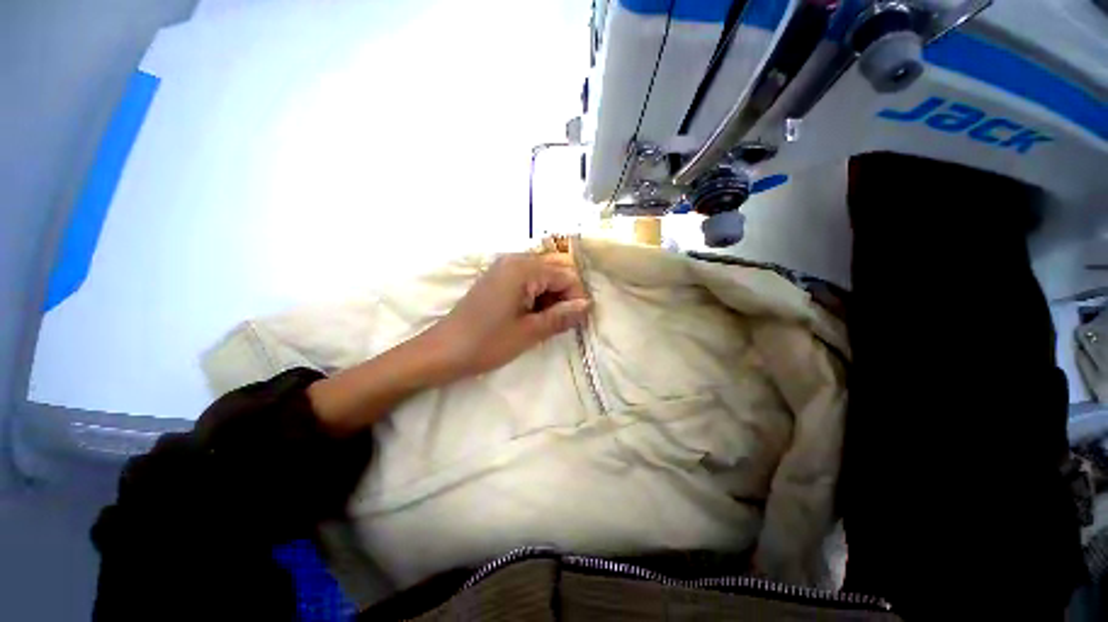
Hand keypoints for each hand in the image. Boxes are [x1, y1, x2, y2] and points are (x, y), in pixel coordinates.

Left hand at [422, 252, 591, 380]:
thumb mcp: (530, 331)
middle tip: (561, 324)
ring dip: (550, 298)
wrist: (443, 351)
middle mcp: (514, 260)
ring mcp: (503, 267)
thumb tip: (587, 305)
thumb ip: (562, 316)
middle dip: (564, 297)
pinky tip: (532, 316)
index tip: (577, 322)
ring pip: (542, 277)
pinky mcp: (497, 278)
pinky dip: (536, 297)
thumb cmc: (487, 342)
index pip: (566, 275)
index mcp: (523, 268)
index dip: (576, 298)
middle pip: (555, 272)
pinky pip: (527, 281)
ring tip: (545, 323)